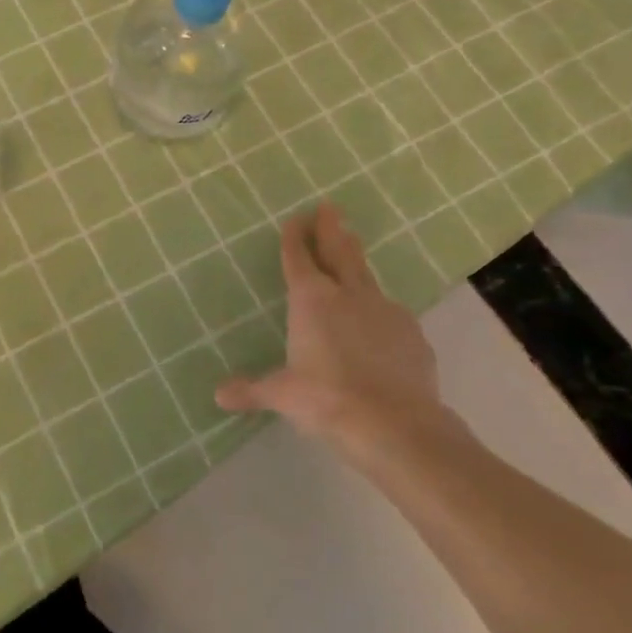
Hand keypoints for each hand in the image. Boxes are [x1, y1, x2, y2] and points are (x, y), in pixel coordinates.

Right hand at [216, 204, 457, 463]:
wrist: (396, 425)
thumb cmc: (327, 400)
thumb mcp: (282, 395)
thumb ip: (251, 389)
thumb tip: (219, 395)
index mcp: (311, 301)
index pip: (299, 258)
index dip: (295, 236)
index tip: (296, 217)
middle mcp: (348, 295)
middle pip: (339, 252)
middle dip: (332, 228)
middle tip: (330, 207)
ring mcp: (385, 311)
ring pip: (367, 277)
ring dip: (357, 262)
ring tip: (354, 250)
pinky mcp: (412, 335)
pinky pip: (391, 315)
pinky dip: (380, 312)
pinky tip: (380, 324)